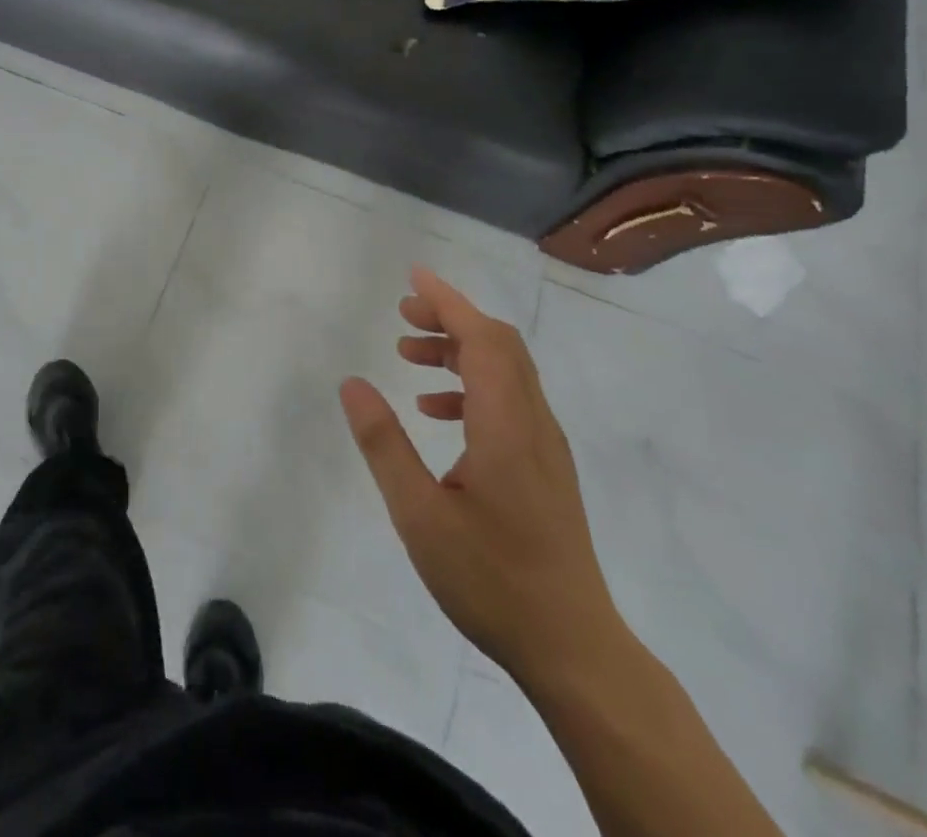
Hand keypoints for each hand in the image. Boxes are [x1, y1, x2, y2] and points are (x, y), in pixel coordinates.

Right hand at [340, 268, 621, 690]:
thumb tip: (352, 384)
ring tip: (409, 357)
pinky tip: (436, 412)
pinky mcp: (545, 466)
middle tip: (402, 317)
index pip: (482, 338)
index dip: (448, 301)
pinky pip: (509, 400)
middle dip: (451, 319)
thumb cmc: (491, 579)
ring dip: (459, 351)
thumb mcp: (419, 514)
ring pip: (506, 371)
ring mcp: (545, 445)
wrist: (574, 648)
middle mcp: (533, 422)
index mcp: (506, 424)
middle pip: (499, 345)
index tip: (414, 277)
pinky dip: (472, 386)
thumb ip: (384, 444)